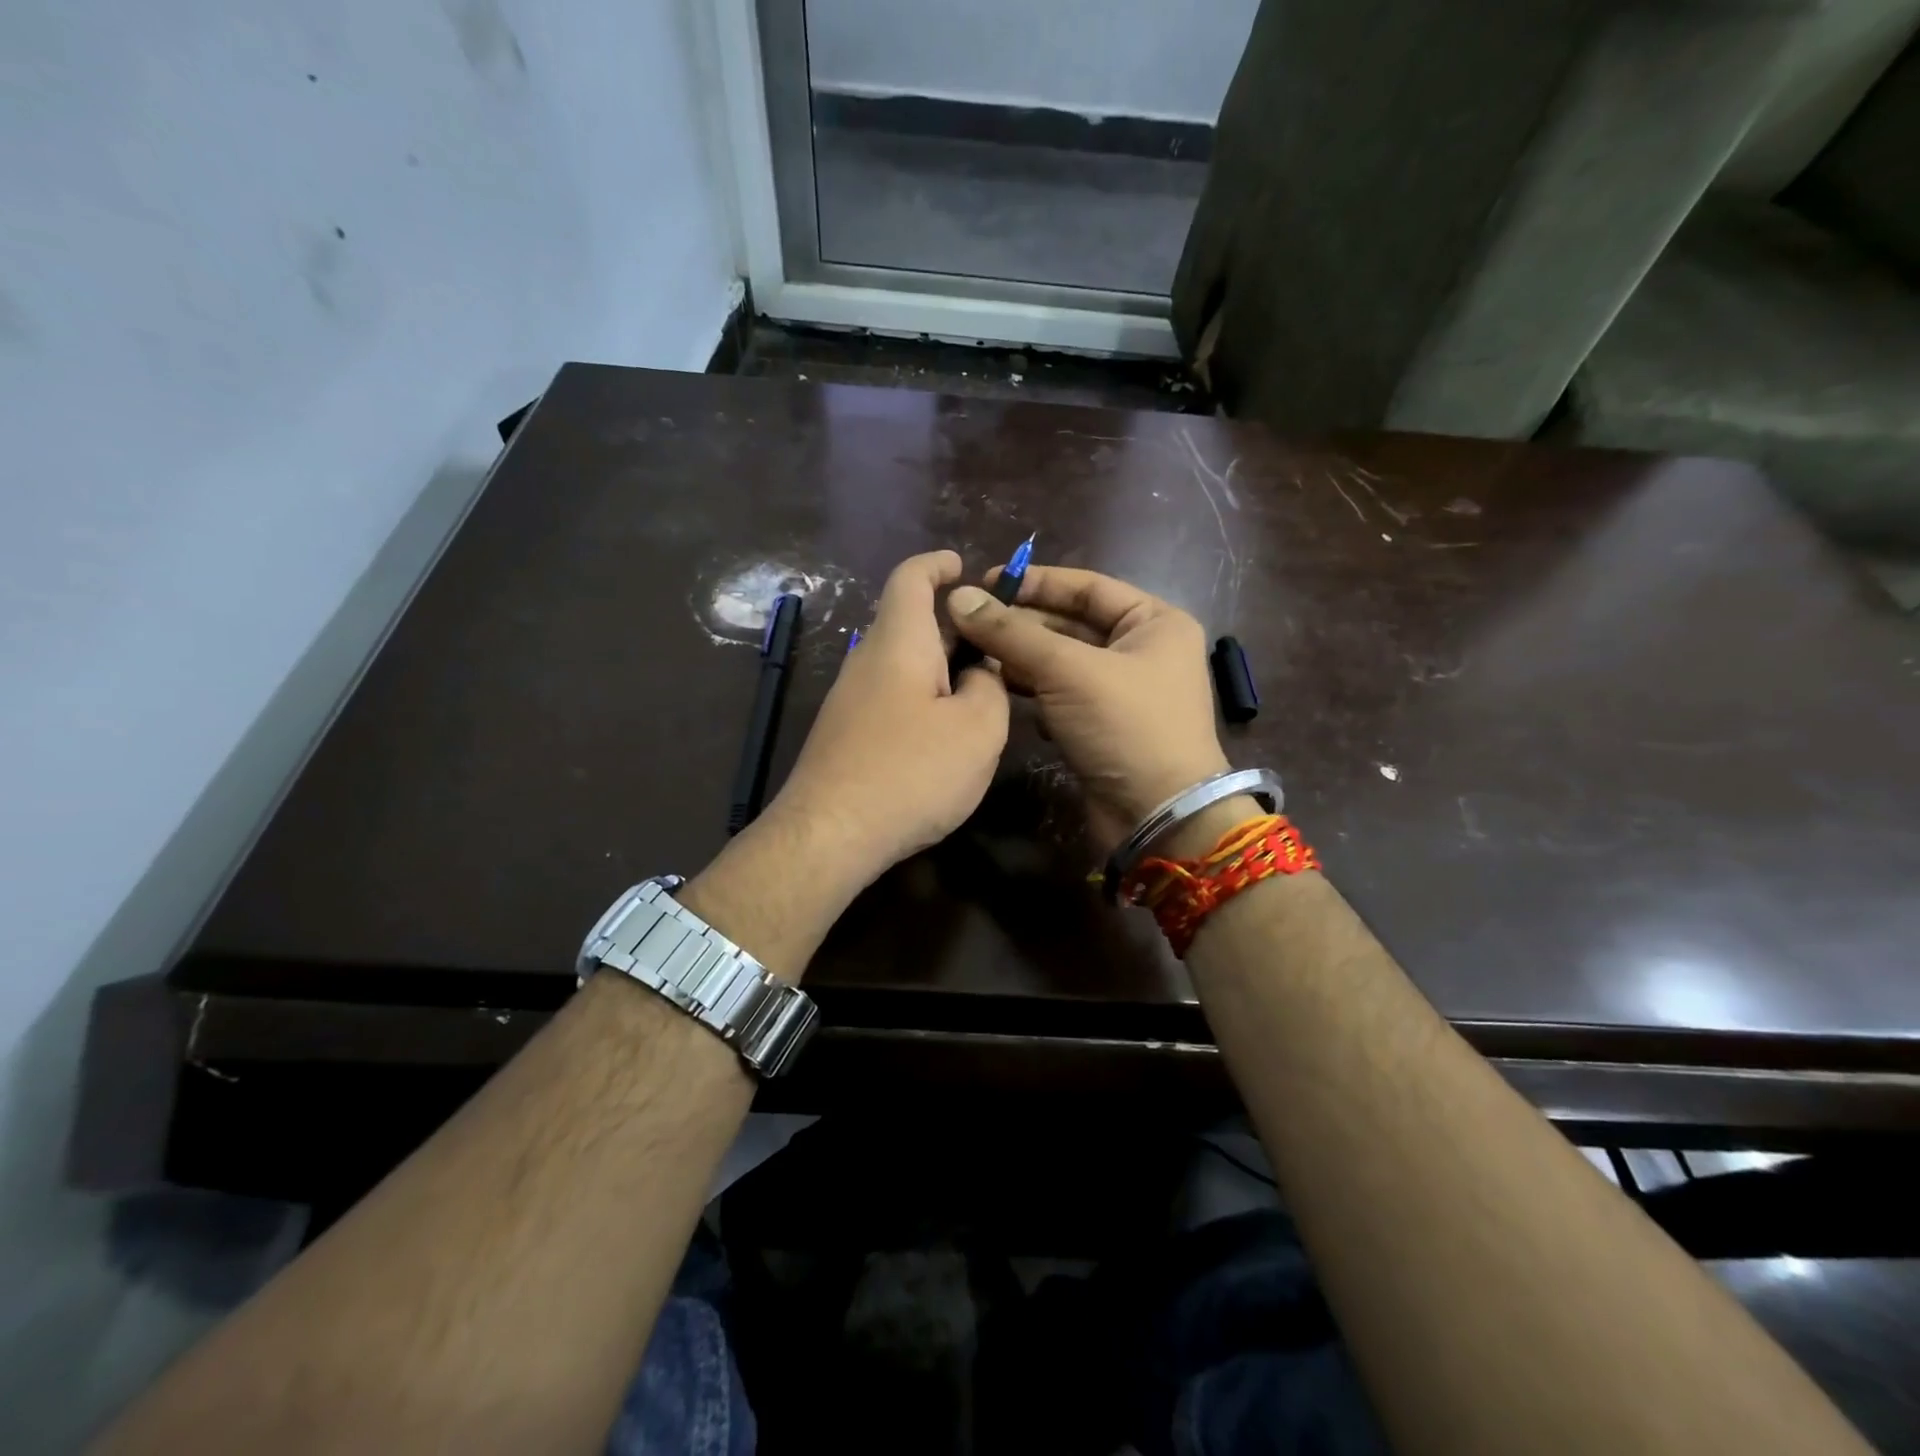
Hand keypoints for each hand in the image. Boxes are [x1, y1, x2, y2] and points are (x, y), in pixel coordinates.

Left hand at [768, 550, 1009, 891]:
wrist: (829, 834)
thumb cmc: (911, 771)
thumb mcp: (977, 729)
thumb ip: (989, 688)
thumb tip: (978, 675)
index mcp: (899, 642)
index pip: (911, 579)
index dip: (937, 564)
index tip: (962, 566)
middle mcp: (867, 660)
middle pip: (910, 624)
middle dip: (953, 628)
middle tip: (995, 648)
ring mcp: (849, 700)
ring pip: (901, 666)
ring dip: (940, 670)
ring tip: (979, 696)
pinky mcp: (844, 735)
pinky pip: (890, 698)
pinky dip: (921, 700)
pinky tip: (942, 737)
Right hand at [947, 567, 1227, 850]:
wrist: (1158, 816)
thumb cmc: (1126, 727)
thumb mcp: (1068, 670)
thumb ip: (1012, 633)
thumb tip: (959, 597)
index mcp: (1154, 622)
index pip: (1086, 587)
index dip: (1035, 582)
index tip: (986, 581)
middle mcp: (1142, 650)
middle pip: (1071, 624)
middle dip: (1022, 624)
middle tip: (969, 622)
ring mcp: (1123, 691)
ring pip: (1062, 663)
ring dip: (1022, 659)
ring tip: (975, 655)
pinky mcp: (1103, 726)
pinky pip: (1062, 696)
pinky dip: (1035, 693)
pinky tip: (1005, 693)